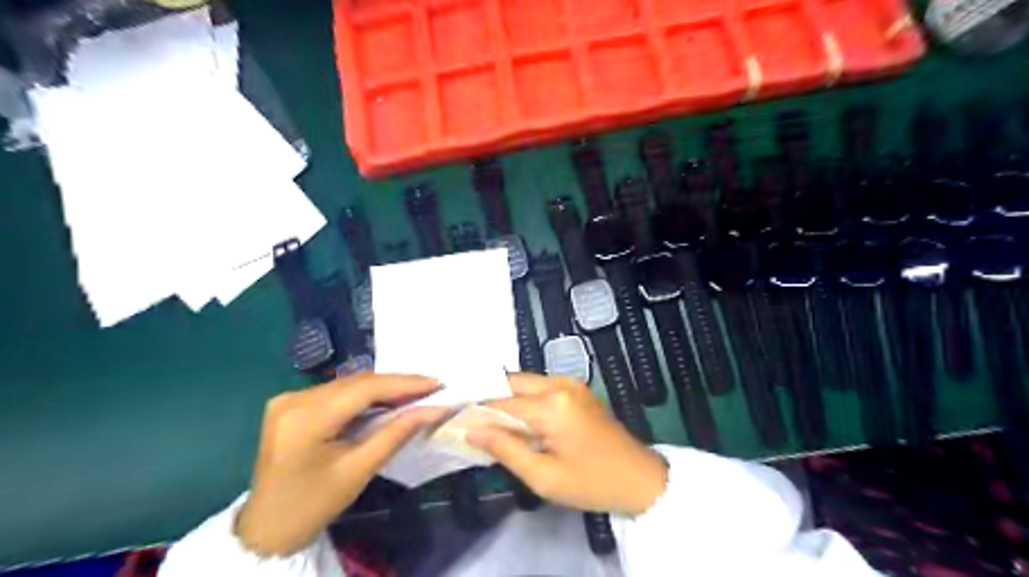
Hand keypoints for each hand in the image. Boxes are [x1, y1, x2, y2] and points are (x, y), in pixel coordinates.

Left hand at [241, 372, 451, 556]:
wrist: (267, 528)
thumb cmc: (314, 504)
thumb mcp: (359, 470)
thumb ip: (397, 433)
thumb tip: (435, 409)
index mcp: (305, 418)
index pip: (364, 389)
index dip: (403, 383)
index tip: (437, 383)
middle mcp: (293, 399)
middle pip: (356, 382)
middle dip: (396, 384)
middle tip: (431, 388)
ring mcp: (288, 399)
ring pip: (348, 384)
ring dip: (382, 388)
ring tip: (415, 393)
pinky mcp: (290, 403)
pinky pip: (337, 391)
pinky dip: (364, 395)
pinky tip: (385, 400)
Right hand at [468, 376, 668, 514]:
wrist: (640, 478)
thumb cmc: (591, 483)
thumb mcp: (544, 477)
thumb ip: (506, 449)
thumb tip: (472, 430)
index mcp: (552, 404)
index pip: (500, 403)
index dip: (474, 413)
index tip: (451, 421)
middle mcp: (560, 383)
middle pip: (511, 383)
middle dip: (489, 399)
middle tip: (471, 421)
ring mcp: (571, 383)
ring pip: (525, 383)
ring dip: (507, 399)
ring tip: (490, 423)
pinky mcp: (577, 389)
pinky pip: (541, 388)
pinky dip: (524, 400)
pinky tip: (518, 420)